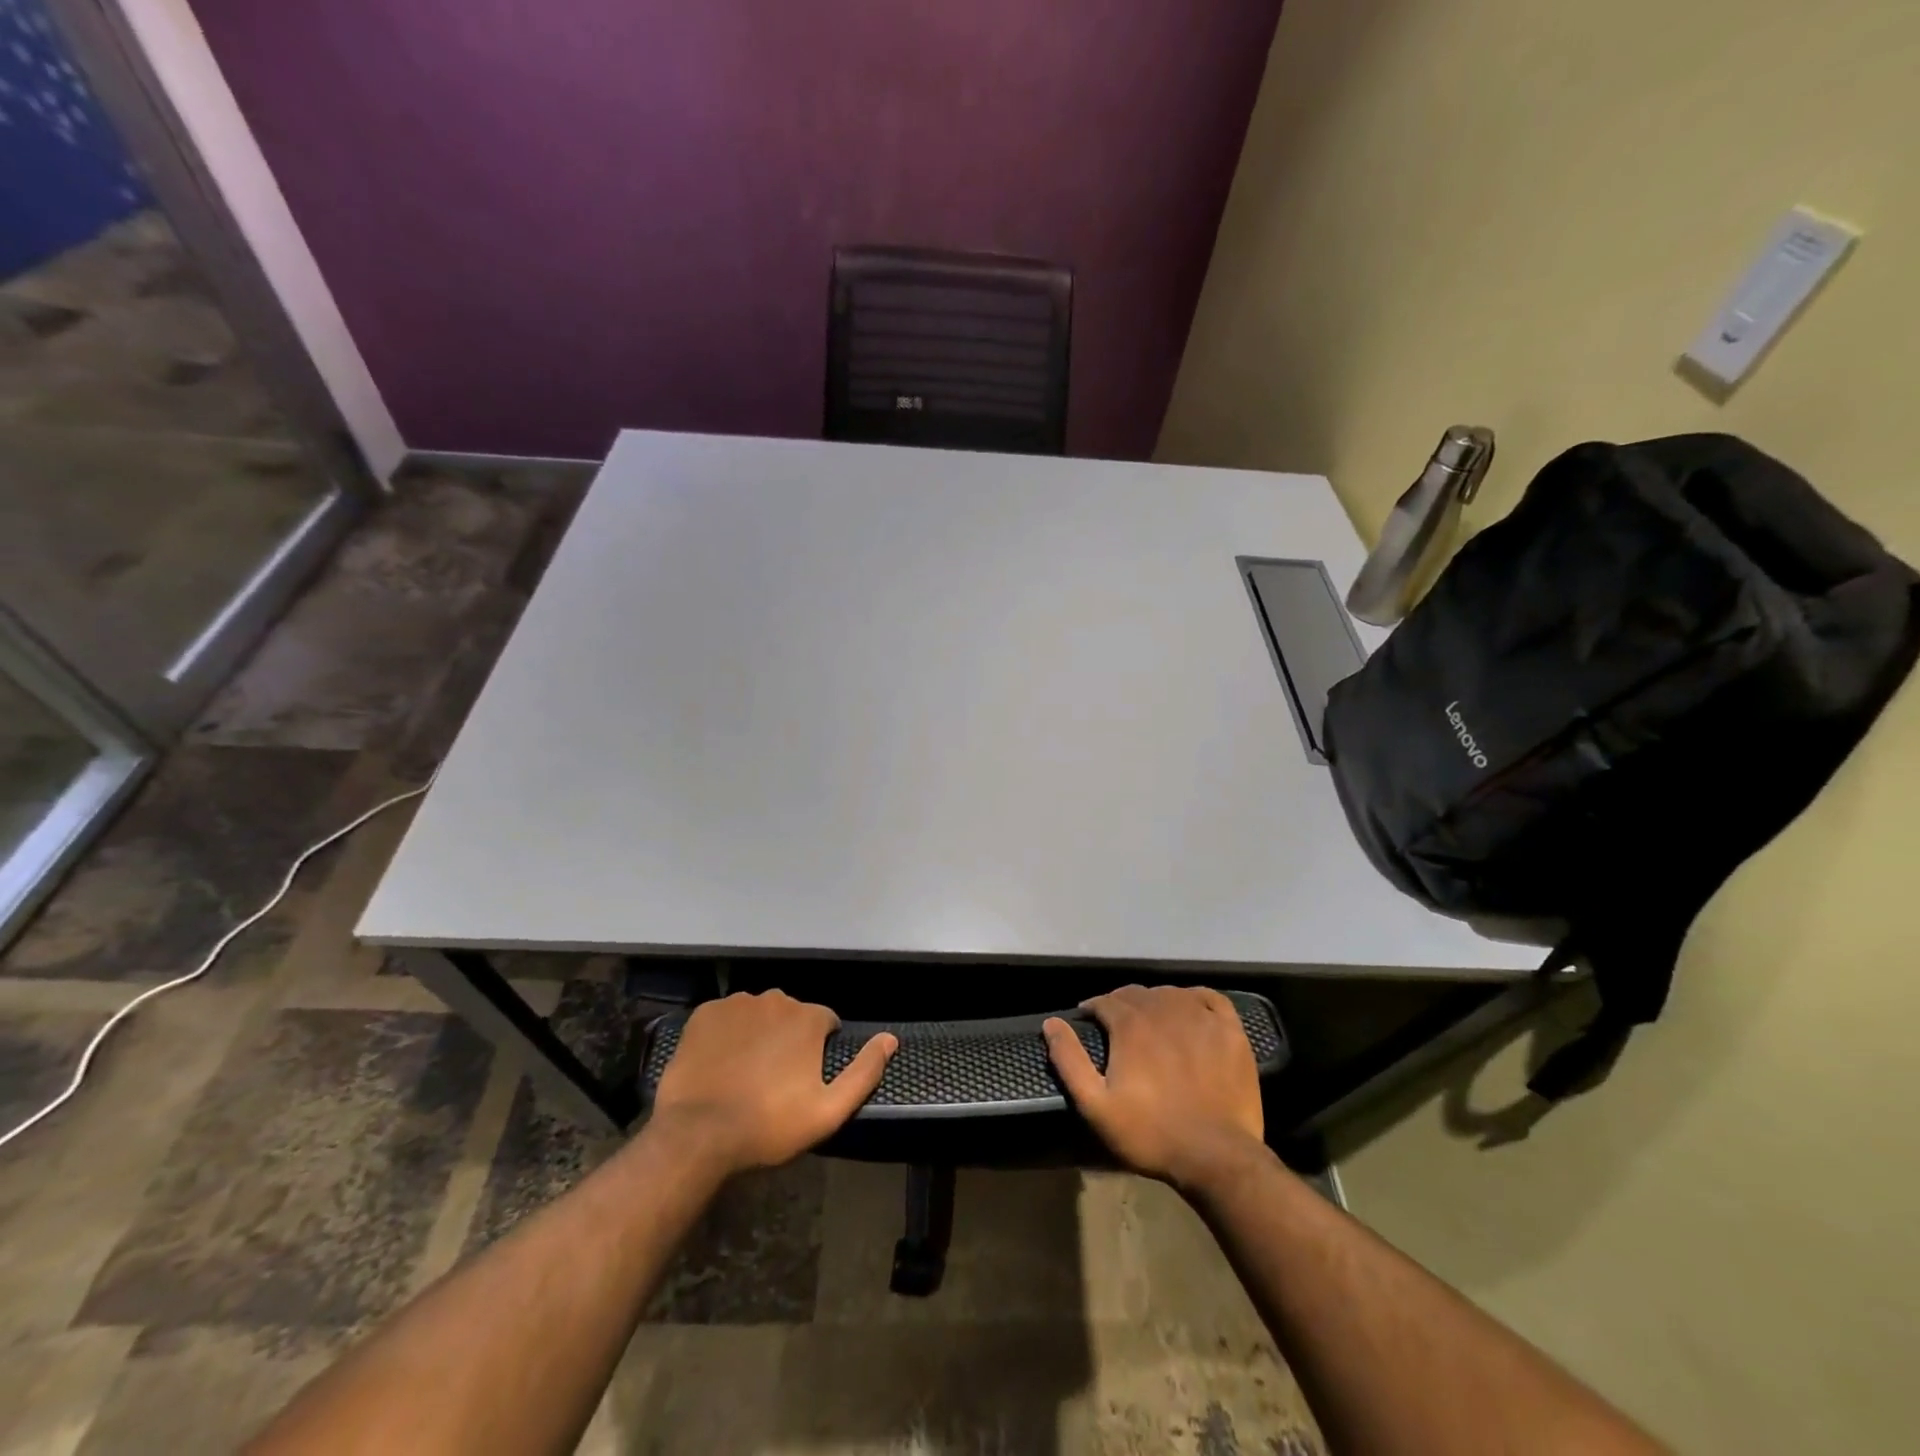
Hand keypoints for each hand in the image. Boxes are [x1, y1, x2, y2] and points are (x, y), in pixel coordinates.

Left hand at [647, 991, 895, 1175]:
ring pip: (757, 1014)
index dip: (819, 1050)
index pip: (826, 1023)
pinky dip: (726, 1034)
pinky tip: (719, 1064)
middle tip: (774, 1081)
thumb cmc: (769, 1125)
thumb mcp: (828, 1110)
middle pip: (791, 1015)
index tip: (805, 1080)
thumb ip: (864, 1072)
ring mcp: (736, 1004)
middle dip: (788, 1039)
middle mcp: (775, 999)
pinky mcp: (704, 1014)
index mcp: (808, 1018)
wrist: (697, 1134)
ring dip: (757, 1034)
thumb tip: (890, 1039)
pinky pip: (725, 1018)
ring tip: (744, 1074)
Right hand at [1044, 985, 1264, 1191]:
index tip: (1090, 1021)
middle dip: (1122, 1004)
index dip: (1094, 1008)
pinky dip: (1196, 998)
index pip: (1106, 1001)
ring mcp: (1201, 1018)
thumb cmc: (1151, 1134)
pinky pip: (1210, 998)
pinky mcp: (1231, 1031)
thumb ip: (1070, 1061)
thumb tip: (1051, 1022)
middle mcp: (1164, 1010)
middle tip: (1118, 1025)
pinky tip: (1191, 1010)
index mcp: (1131, 1025)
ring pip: (1170, 994)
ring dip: (1155, 1001)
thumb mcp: (1097, 1106)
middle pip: (1137, 994)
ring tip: (1151, 1021)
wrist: (1217, 1156)